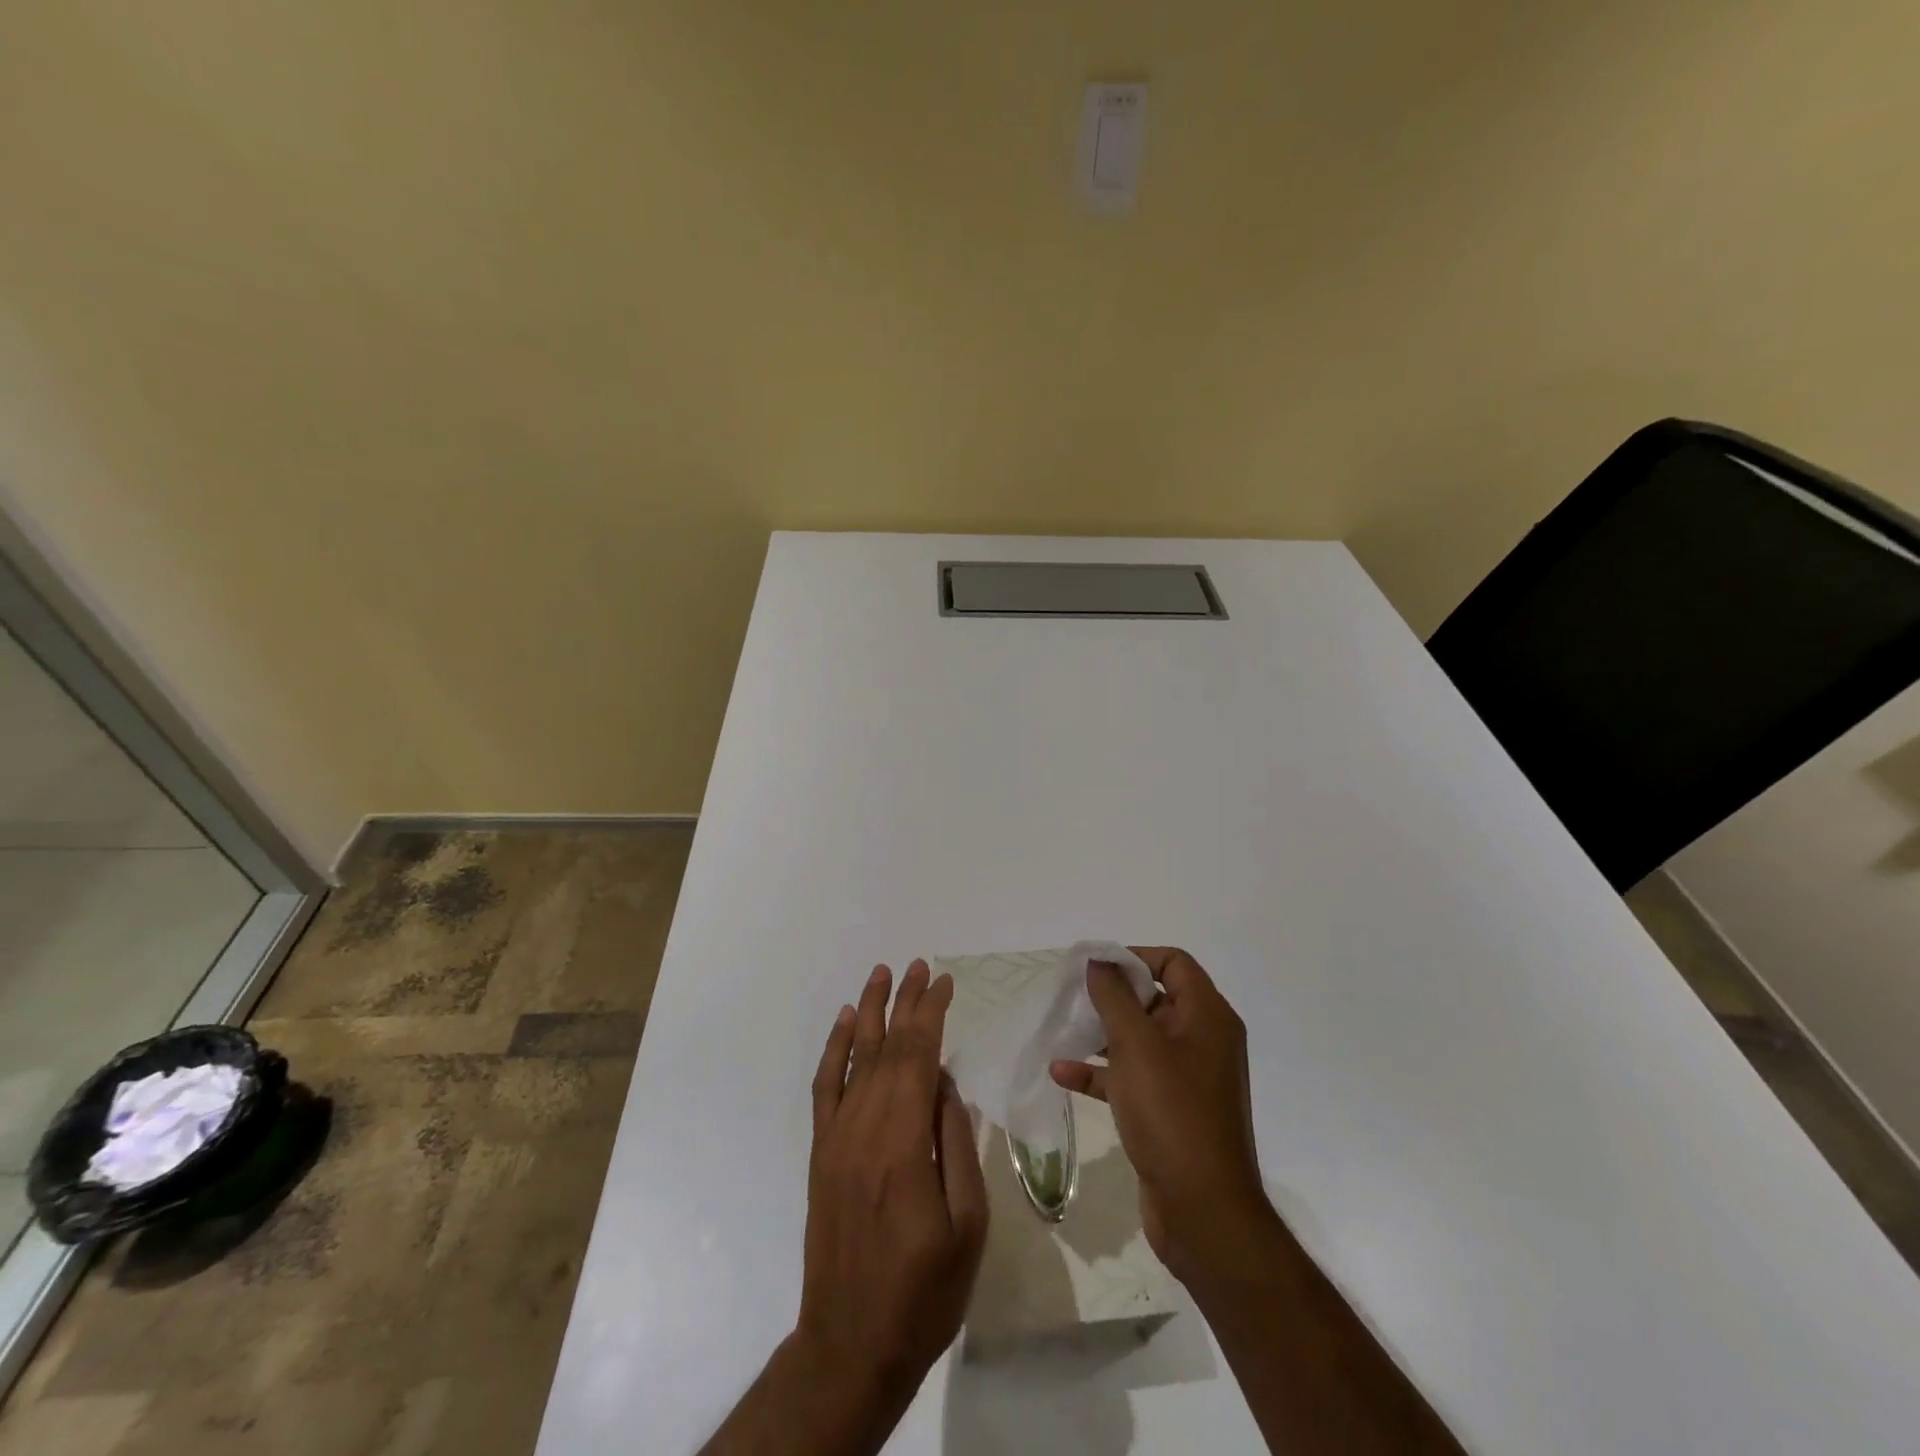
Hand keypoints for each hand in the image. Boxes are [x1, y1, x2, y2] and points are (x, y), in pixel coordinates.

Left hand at [798, 961, 988, 1403]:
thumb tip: (945, 1084)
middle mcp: (864, 1129)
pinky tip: (846, 1025)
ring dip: (870, 1012)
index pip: (918, 1058)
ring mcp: (837, 1139)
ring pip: (855, 1059)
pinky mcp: (821, 1154)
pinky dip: (834, 1050)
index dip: (931, 1014)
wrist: (851, 1345)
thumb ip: (956, 1145)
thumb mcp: (966, 1225)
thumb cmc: (923, 1292)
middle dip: (906, 1003)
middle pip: (888, 1049)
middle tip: (920, 965)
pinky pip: (825, 1089)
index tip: (945, 982)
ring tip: (882, 974)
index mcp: (904, 1144)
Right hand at [1050, 946, 1273, 1290]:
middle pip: (1155, 999)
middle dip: (1112, 996)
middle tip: (1072, 995)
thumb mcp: (1136, 1045)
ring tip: (1062, 1029)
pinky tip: (1062, 1074)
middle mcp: (1203, 1041)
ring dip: (1102, 1034)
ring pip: (1140, 1040)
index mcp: (1207, 1017)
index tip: (1095, 966)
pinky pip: (1133, 1077)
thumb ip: (1114, 996)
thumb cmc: (1171, 1114)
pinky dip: (1101, 1072)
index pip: (1174, 963)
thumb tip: (1099, 959)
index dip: (1134, 957)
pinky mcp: (1170, 1111)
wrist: (1202, 1211)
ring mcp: (1188, 1079)